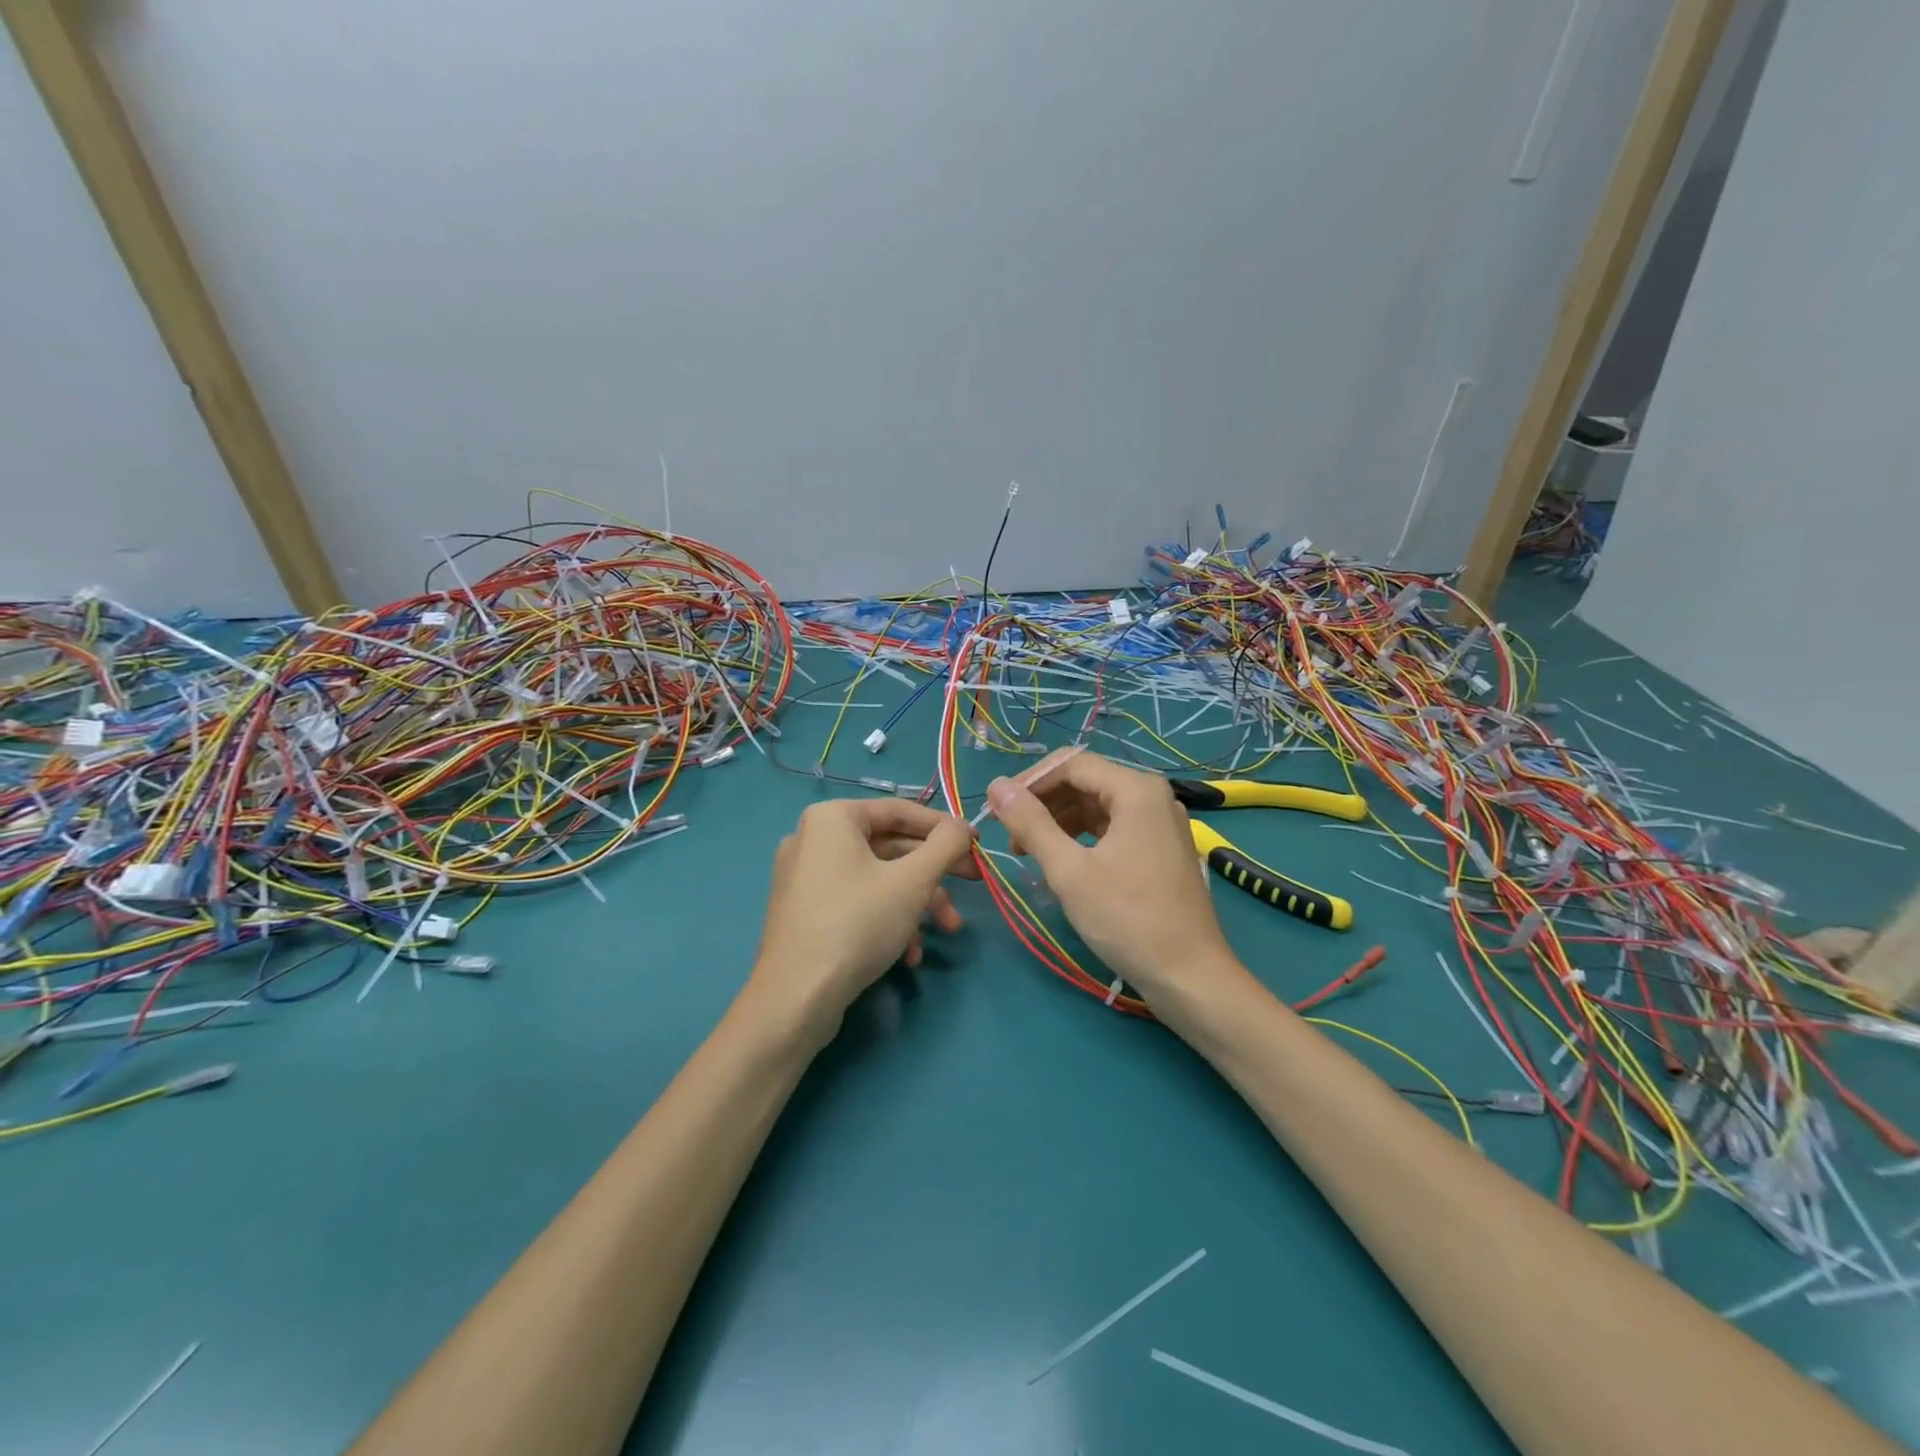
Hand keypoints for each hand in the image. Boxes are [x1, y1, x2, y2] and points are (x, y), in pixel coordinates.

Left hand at [749, 799, 976, 1037]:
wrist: (795, 998)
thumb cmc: (857, 924)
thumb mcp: (912, 881)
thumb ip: (944, 845)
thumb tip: (962, 826)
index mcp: (832, 818)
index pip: (900, 810)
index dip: (944, 827)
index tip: (976, 844)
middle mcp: (814, 839)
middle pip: (891, 847)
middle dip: (934, 873)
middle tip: (974, 882)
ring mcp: (806, 877)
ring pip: (877, 878)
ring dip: (917, 902)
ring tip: (947, 930)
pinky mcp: (806, 912)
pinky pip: (857, 901)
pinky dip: (888, 919)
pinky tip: (909, 954)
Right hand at [986, 753, 1243, 1003]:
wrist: (1190, 977)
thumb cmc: (1128, 920)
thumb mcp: (1069, 871)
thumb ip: (1031, 824)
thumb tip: (995, 786)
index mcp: (1136, 790)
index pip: (1071, 764)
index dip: (1029, 781)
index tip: (996, 808)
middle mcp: (1152, 796)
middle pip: (1085, 781)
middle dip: (1043, 803)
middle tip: (1008, 834)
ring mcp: (1160, 823)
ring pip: (1097, 805)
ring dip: (1059, 821)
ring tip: (1026, 851)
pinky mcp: (1161, 848)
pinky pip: (1113, 827)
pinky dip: (1082, 837)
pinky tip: (1060, 860)